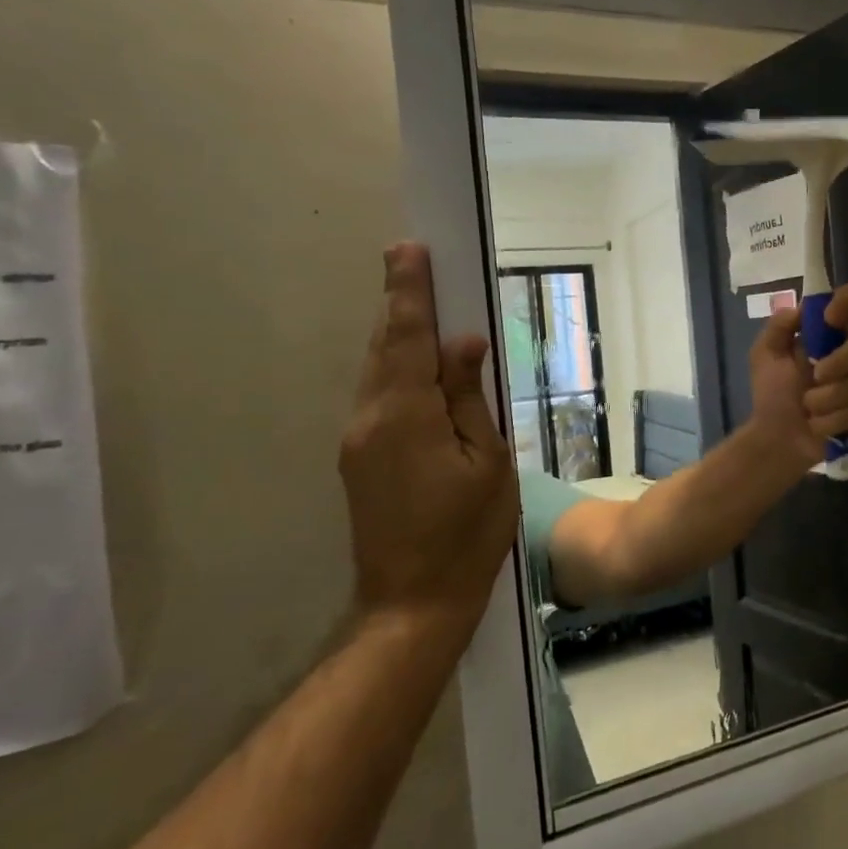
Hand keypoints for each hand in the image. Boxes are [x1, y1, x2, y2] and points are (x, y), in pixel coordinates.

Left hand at [339, 243, 518, 640]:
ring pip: (378, 372)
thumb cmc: (468, 531)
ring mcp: (358, 441)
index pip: (407, 339)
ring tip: (421, 308)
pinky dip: (397, 369)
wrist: (414, 599)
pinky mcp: (360, 459)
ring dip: (397, 337)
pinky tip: (419, 367)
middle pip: (384, 349)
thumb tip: (464, 344)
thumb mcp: (489, 462)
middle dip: (399, 304)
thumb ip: (470, 398)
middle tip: (411, 262)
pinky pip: (379, 397)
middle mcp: (369, 419)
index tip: (408, 249)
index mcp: (405, 417)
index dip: (409, 293)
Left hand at [748, 282, 847, 466]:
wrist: (777, 438)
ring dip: (827, 399)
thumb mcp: (765, 356)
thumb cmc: (773, 394)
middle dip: (840, 361)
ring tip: (807, 408)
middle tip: (814, 376)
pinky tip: (818, 425)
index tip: (830, 316)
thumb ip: (778, 327)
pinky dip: (832, 421)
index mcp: (832, 333)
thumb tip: (799, 310)